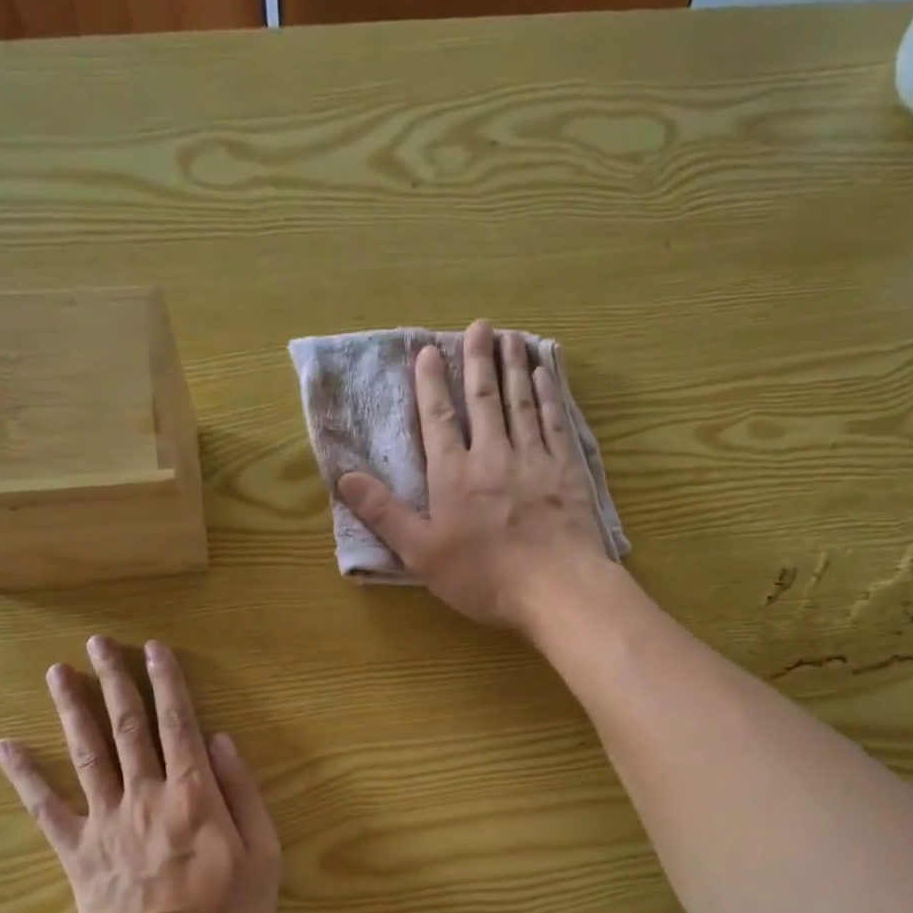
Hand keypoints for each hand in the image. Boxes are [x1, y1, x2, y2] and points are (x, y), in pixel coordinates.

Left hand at [0, 637, 279, 912]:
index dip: (167, 682)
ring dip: (72, 709)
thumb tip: (220, 742)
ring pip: (86, 753)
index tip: (154, 649)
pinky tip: (4, 746)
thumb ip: (244, 793)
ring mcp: (106, 821)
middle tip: (99, 643)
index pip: (177, 724)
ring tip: (58, 672)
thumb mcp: (264, 854)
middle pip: (127, 727)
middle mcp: (145, 794)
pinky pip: (46, 808)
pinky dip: (24, 776)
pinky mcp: (77, 852)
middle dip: (115, 680)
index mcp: (192, 794)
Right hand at [336, 319, 610, 629]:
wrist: (555, 587)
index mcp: (453, 474)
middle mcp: (492, 455)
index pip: (439, 419)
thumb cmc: (482, 576)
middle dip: (478, 360)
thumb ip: (385, 513)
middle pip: (483, 398)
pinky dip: (548, 393)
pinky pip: (555, 420)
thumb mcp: (421, 553)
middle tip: (479, 325)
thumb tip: (345, 476)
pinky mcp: (567, 469)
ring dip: (513, 366)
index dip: (431, 384)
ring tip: (510, 337)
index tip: (428, 351)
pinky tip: (544, 374)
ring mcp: (533, 458)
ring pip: (521, 401)